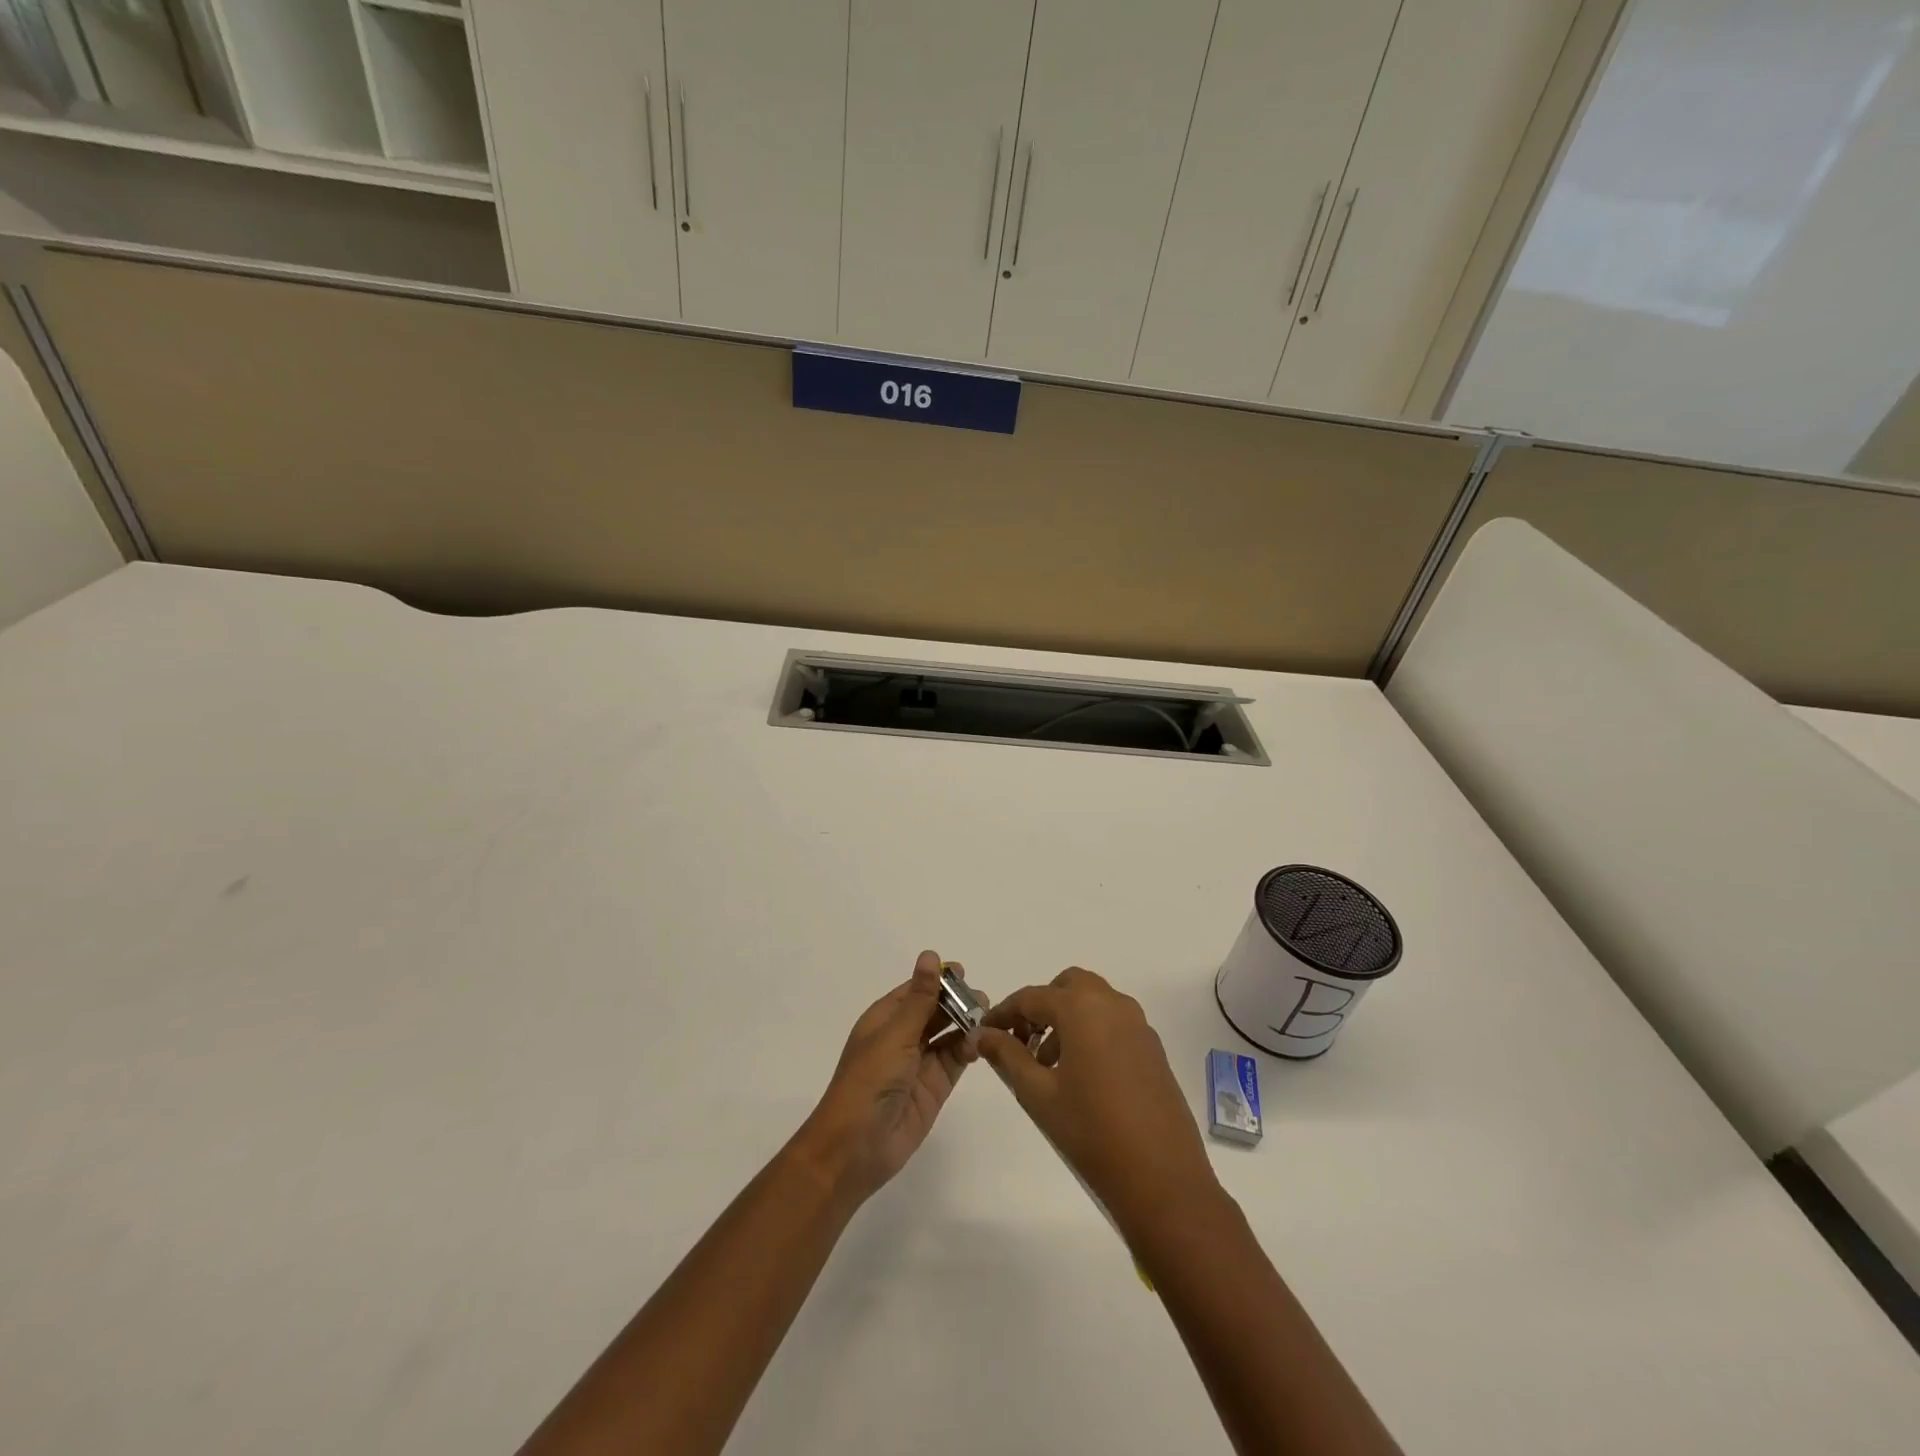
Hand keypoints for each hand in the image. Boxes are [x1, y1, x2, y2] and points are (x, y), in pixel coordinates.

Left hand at [794, 950, 973, 1205]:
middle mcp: (902, 1037)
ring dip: (966, 1024)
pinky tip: (980, 1043)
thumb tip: (931, 955)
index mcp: (885, 1019)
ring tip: (988, 1016)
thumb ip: (921, 998)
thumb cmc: (869, 1081)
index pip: (915, 990)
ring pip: (947, 1034)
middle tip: (982, 998)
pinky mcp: (934, 1087)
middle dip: (957, 1001)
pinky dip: (968, 1049)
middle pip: (934, 1010)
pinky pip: (955, 1060)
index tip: (964, 971)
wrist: (856, 1146)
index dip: (938, 980)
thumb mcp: (896, 1034)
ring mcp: (919, 1063)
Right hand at [974, 967, 1217, 1226]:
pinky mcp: (1153, 1049)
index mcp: (1082, 1008)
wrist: (1162, 1179)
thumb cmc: (1091, 1132)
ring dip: (1066, 1019)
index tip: (984, 1032)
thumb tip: (982, 1034)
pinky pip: (1114, 1023)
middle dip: (1041, 1007)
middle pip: (1068, 987)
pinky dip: (1091, 1032)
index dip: (1003, 1012)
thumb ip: (1007, 1056)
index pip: (1031, 997)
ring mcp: (1138, 1025)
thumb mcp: (1038, 1094)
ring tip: (1048, 1067)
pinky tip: (1081, 1077)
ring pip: (1093, 1002)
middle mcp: (1113, 1004)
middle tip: (1022, 1041)